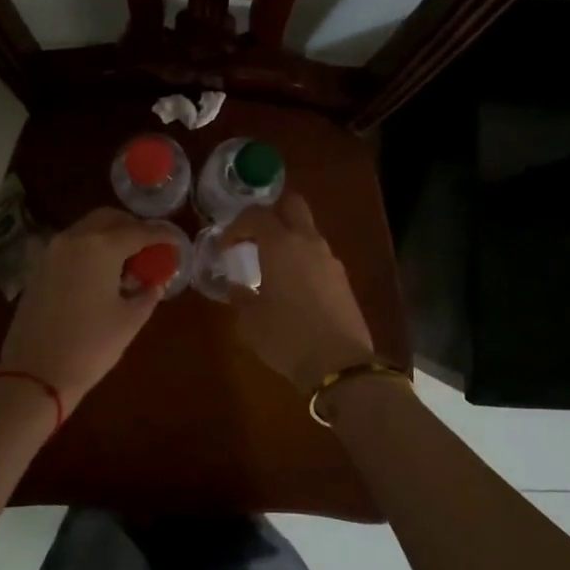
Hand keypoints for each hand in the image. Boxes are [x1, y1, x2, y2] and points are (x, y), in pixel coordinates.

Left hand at [0, 207, 167, 412]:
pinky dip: (90, 249)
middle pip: (109, 218)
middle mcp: (75, 238)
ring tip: (127, 261)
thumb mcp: (129, 320)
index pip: (140, 231)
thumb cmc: (90, 346)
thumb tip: (155, 282)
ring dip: (110, 236)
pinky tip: (101, 273)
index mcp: (102, 246)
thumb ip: (147, 294)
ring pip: (87, 228)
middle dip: (133, 227)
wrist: (34, 373)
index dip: (162, 234)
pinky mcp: (39, 267)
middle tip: (150, 247)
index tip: (176, 241)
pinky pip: (71, 245)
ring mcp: (52, 251)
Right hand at [223, 195, 375, 391]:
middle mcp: (308, 242)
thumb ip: (240, 297)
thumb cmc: (286, 336)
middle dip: (271, 213)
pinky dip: (303, 260)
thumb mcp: (250, 320)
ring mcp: (330, 259)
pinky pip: (318, 256)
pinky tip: (292, 287)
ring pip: (308, 231)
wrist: (339, 364)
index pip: (256, 214)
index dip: (237, 225)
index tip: (226, 246)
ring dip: (288, 239)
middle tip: (254, 237)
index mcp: (281, 244)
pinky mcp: (343, 279)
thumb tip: (237, 287)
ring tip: (271, 266)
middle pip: (292, 205)